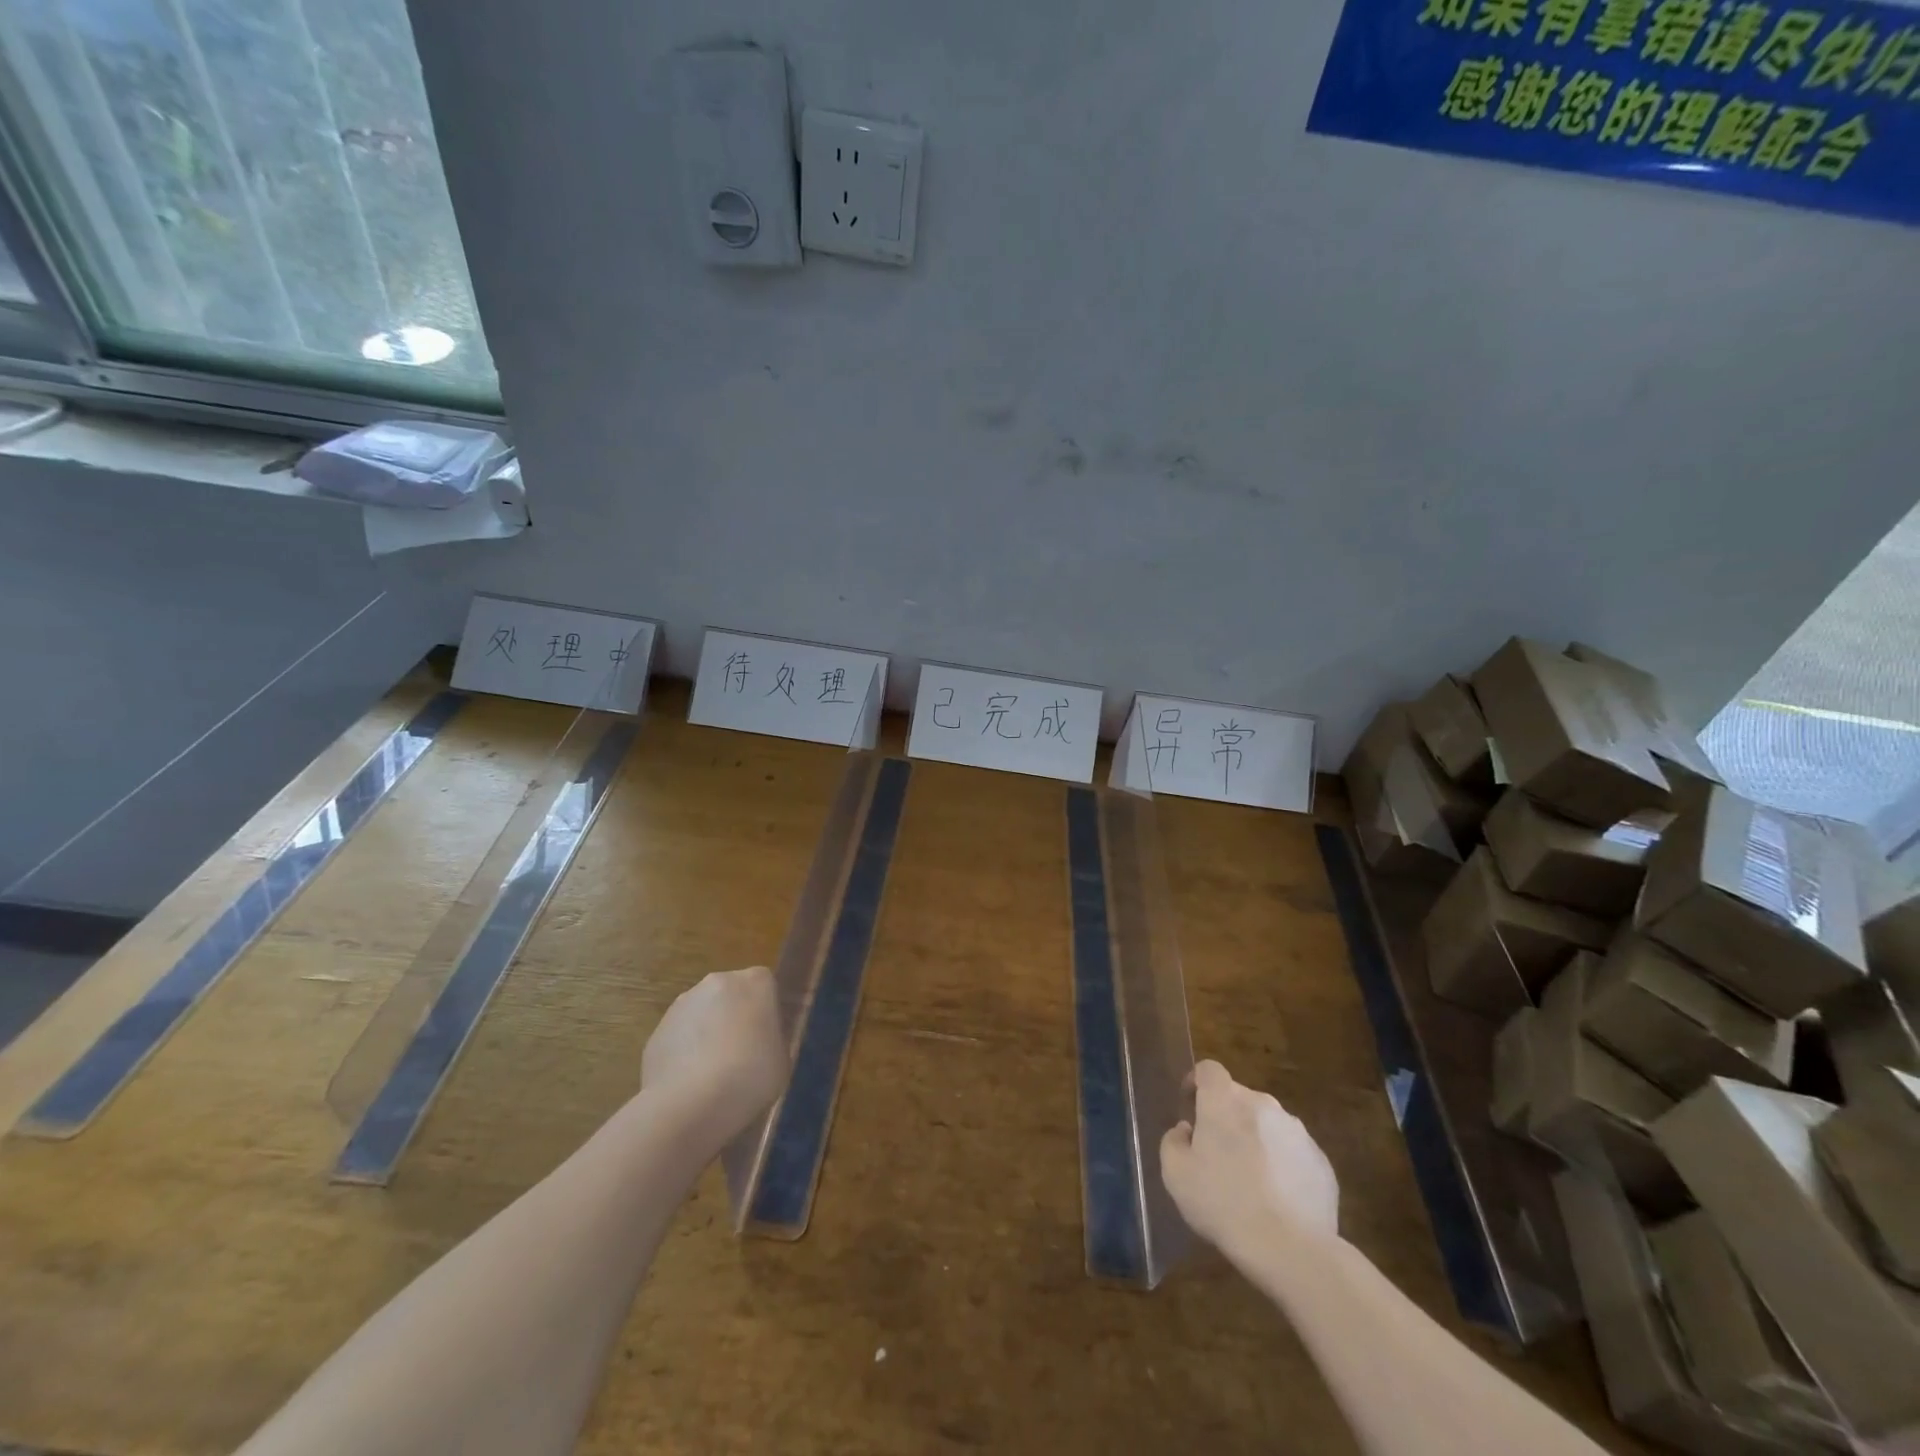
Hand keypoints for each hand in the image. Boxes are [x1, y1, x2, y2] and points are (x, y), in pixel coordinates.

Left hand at [642, 967, 788, 1145]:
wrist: (688, 1104)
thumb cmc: (750, 1077)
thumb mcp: (782, 1059)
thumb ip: (775, 1038)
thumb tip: (763, 1038)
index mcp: (755, 981)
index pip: (767, 986)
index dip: (767, 1013)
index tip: (768, 1040)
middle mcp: (718, 981)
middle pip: (732, 995)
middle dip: (736, 1018)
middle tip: (743, 1055)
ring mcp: (683, 1003)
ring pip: (703, 1014)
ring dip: (709, 1034)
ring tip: (713, 1075)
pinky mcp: (657, 1029)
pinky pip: (680, 1037)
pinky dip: (686, 1053)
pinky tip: (690, 1083)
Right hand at [1161, 1061, 1339, 1262]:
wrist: (1291, 1248)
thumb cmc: (1223, 1203)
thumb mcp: (1175, 1174)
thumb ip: (1173, 1141)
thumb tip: (1187, 1130)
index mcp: (1224, 1100)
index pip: (1209, 1070)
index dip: (1197, 1083)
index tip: (1191, 1107)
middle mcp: (1263, 1104)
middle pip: (1239, 1098)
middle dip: (1226, 1117)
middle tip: (1217, 1153)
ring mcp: (1297, 1132)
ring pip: (1268, 1125)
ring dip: (1256, 1140)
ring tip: (1251, 1181)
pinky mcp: (1321, 1162)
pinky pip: (1293, 1153)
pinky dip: (1282, 1165)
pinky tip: (1278, 1200)